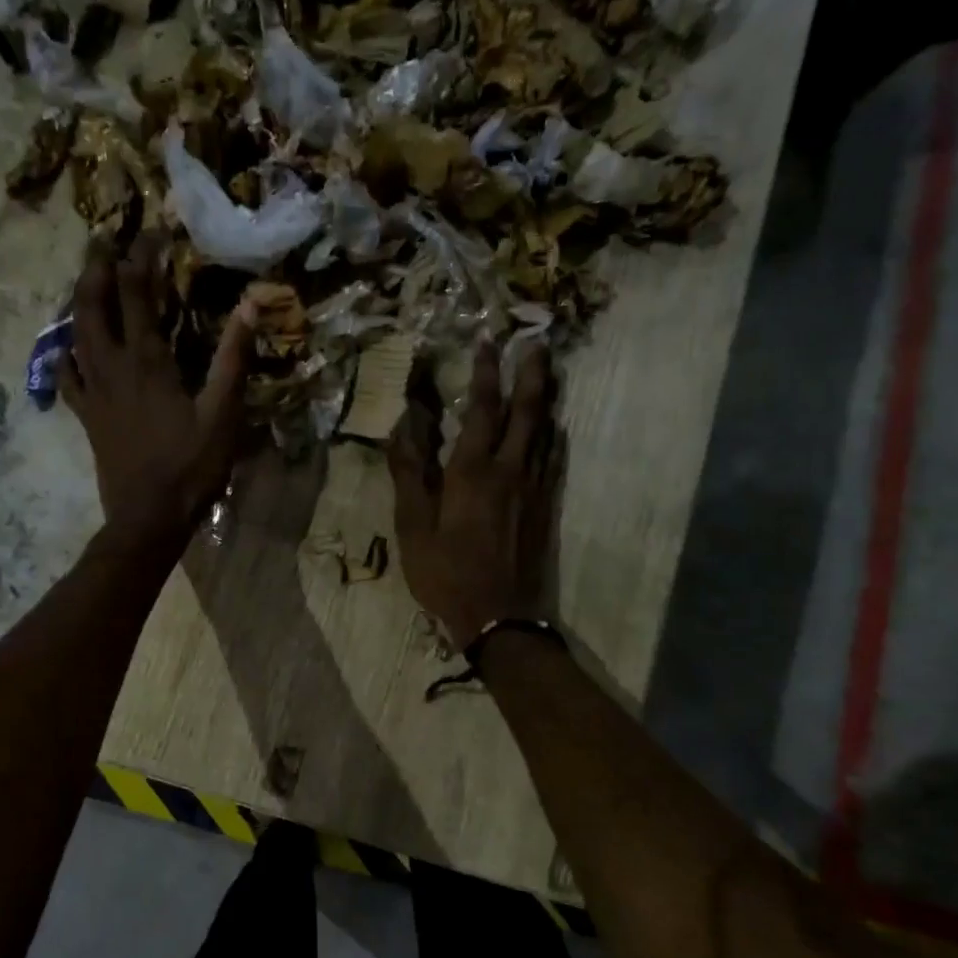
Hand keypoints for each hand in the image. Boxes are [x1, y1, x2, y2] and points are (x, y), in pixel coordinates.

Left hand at [62, 231, 254, 557]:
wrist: (148, 517)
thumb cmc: (191, 467)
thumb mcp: (223, 414)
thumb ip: (233, 358)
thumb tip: (250, 305)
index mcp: (147, 361)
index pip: (138, 294)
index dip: (142, 257)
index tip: (150, 231)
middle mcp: (112, 367)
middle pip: (92, 304)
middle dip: (95, 267)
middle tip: (101, 240)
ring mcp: (93, 392)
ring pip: (74, 334)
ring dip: (78, 301)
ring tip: (83, 281)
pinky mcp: (86, 416)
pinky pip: (66, 376)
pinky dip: (64, 353)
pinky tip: (67, 346)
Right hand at [388, 342, 559, 647]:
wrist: (499, 617)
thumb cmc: (446, 573)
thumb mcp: (413, 527)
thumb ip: (409, 473)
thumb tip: (402, 425)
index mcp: (472, 471)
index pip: (483, 409)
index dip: (486, 372)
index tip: (488, 340)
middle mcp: (510, 470)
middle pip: (528, 410)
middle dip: (532, 371)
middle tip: (537, 339)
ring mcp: (535, 488)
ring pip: (547, 430)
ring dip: (547, 397)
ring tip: (547, 370)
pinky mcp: (547, 507)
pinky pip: (554, 458)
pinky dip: (554, 434)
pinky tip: (554, 428)